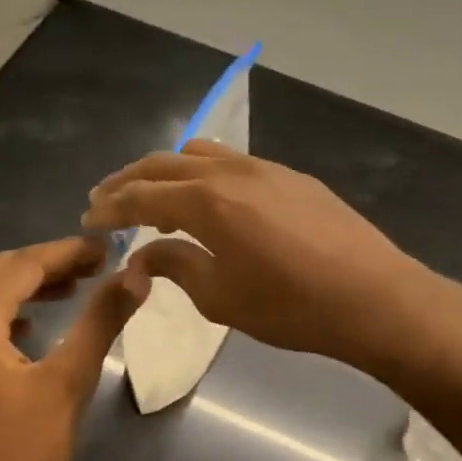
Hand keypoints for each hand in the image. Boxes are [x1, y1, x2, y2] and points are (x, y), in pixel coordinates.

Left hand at [0, 237, 142, 460]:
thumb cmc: (17, 454)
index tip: (111, 247)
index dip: (69, 250)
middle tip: (100, 263)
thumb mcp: (67, 383)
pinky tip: (37, 322)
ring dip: (31, 284)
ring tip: (78, 285)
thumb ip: (100, 322)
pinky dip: (11, 309)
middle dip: (51, 261)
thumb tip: (135, 276)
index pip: (24, 263)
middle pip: (1, 272)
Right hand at [83, 141, 438, 374]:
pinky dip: (205, 173)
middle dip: (129, 181)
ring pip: (201, 153)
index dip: (109, 207)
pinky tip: (210, 199)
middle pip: (165, 164)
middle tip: (106, 200)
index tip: (87, 220)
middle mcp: (232, 171)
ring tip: (155, 197)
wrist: (374, 297)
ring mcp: (266, 168)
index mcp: (207, 201)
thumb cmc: (291, 306)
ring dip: (168, 171)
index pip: (141, 196)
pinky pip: (234, 162)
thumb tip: (143, 255)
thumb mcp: (221, 296)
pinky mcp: (293, 176)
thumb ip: (176, 266)